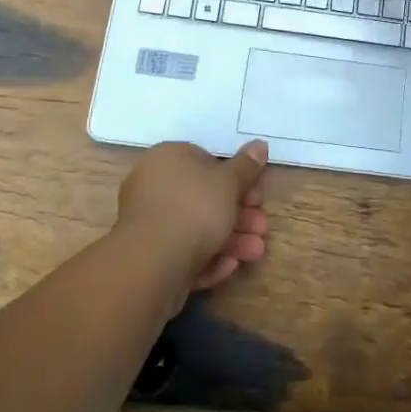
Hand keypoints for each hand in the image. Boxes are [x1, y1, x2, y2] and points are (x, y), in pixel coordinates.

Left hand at [115, 140, 268, 295]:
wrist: (152, 265)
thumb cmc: (194, 209)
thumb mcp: (229, 183)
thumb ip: (246, 166)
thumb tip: (259, 144)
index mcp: (169, 158)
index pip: (207, 161)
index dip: (238, 179)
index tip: (257, 197)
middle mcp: (154, 186)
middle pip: (205, 198)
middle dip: (239, 215)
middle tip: (262, 228)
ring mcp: (149, 223)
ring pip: (197, 228)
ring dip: (230, 239)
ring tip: (255, 252)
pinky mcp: (149, 257)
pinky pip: (184, 251)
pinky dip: (208, 257)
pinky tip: (229, 267)